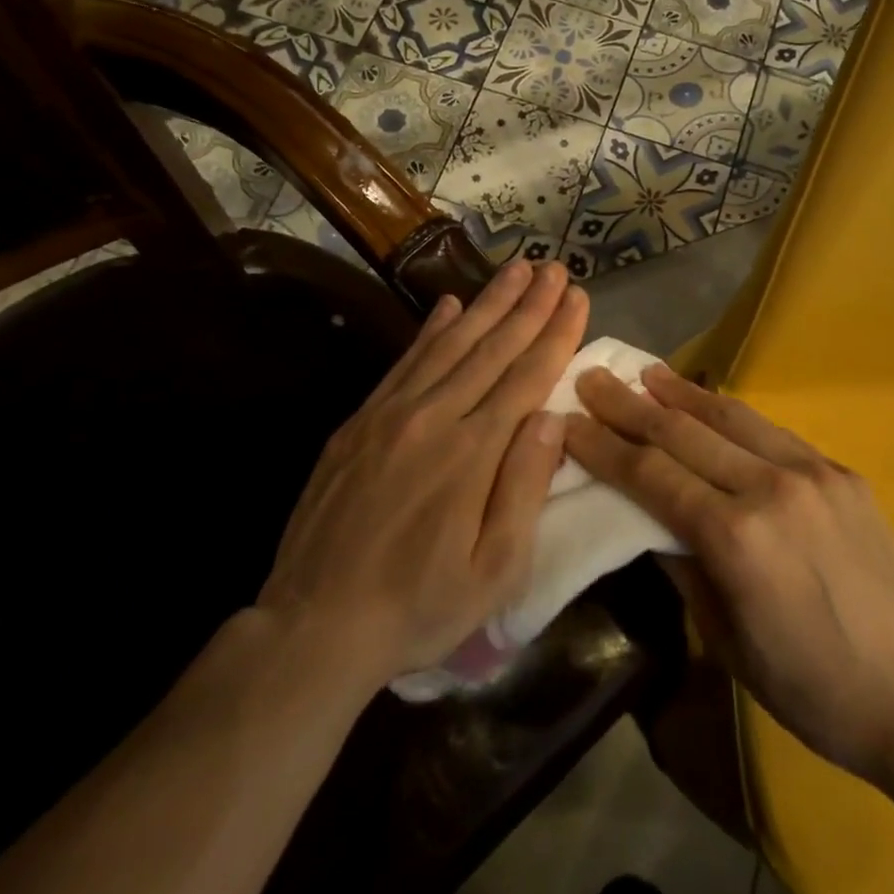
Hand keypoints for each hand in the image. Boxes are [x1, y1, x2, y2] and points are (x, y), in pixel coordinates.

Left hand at [258, 261, 586, 692]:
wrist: (315, 626)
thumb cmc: (420, 606)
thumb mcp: (496, 569)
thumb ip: (524, 487)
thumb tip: (550, 416)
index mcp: (473, 453)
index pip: (527, 376)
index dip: (556, 333)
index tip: (578, 297)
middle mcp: (434, 418)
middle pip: (492, 348)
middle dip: (529, 304)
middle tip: (555, 267)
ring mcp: (391, 415)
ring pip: (450, 344)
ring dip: (487, 303)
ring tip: (516, 270)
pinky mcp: (359, 422)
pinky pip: (404, 362)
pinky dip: (430, 329)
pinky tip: (448, 304)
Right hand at [564, 365, 893, 778]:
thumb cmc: (812, 687)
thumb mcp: (728, 641)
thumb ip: (685, 569)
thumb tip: (650, 523)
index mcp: (734, 537)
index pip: (651, 474)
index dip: (604, 446)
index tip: (569, 421)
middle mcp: (769, 488)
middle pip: (683, 433)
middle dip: (630, 405)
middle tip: (593, 378)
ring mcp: (811, 473)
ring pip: (730, 416)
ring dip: (681, 393)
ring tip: (646, 373)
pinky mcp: (841, 472)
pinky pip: (772, 431)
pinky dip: (731, 412)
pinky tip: (711, 403)